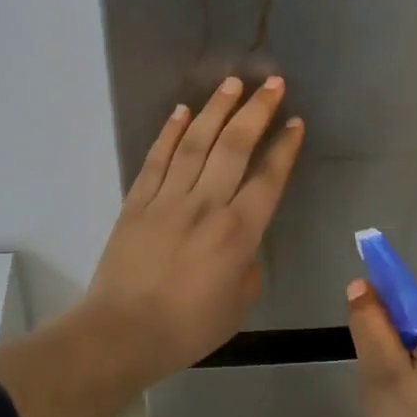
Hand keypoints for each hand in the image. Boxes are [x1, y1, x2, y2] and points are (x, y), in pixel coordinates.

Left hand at [79, 76, 303, 383]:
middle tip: (272, 84)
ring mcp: (168, 198)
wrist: (122, 332)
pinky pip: (157, 158)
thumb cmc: (188, 328)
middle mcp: (206, 204)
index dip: (284, 148)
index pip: (268, 178)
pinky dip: (170, 132)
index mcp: (238, 232)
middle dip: (256, 111)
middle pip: (235, 146)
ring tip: (232, 83)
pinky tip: (181, 111)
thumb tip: (243, 245)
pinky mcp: (137, 201)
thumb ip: (248, 267)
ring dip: (216, 109)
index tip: (295, 123)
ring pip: (196, 142)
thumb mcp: (238, 306)